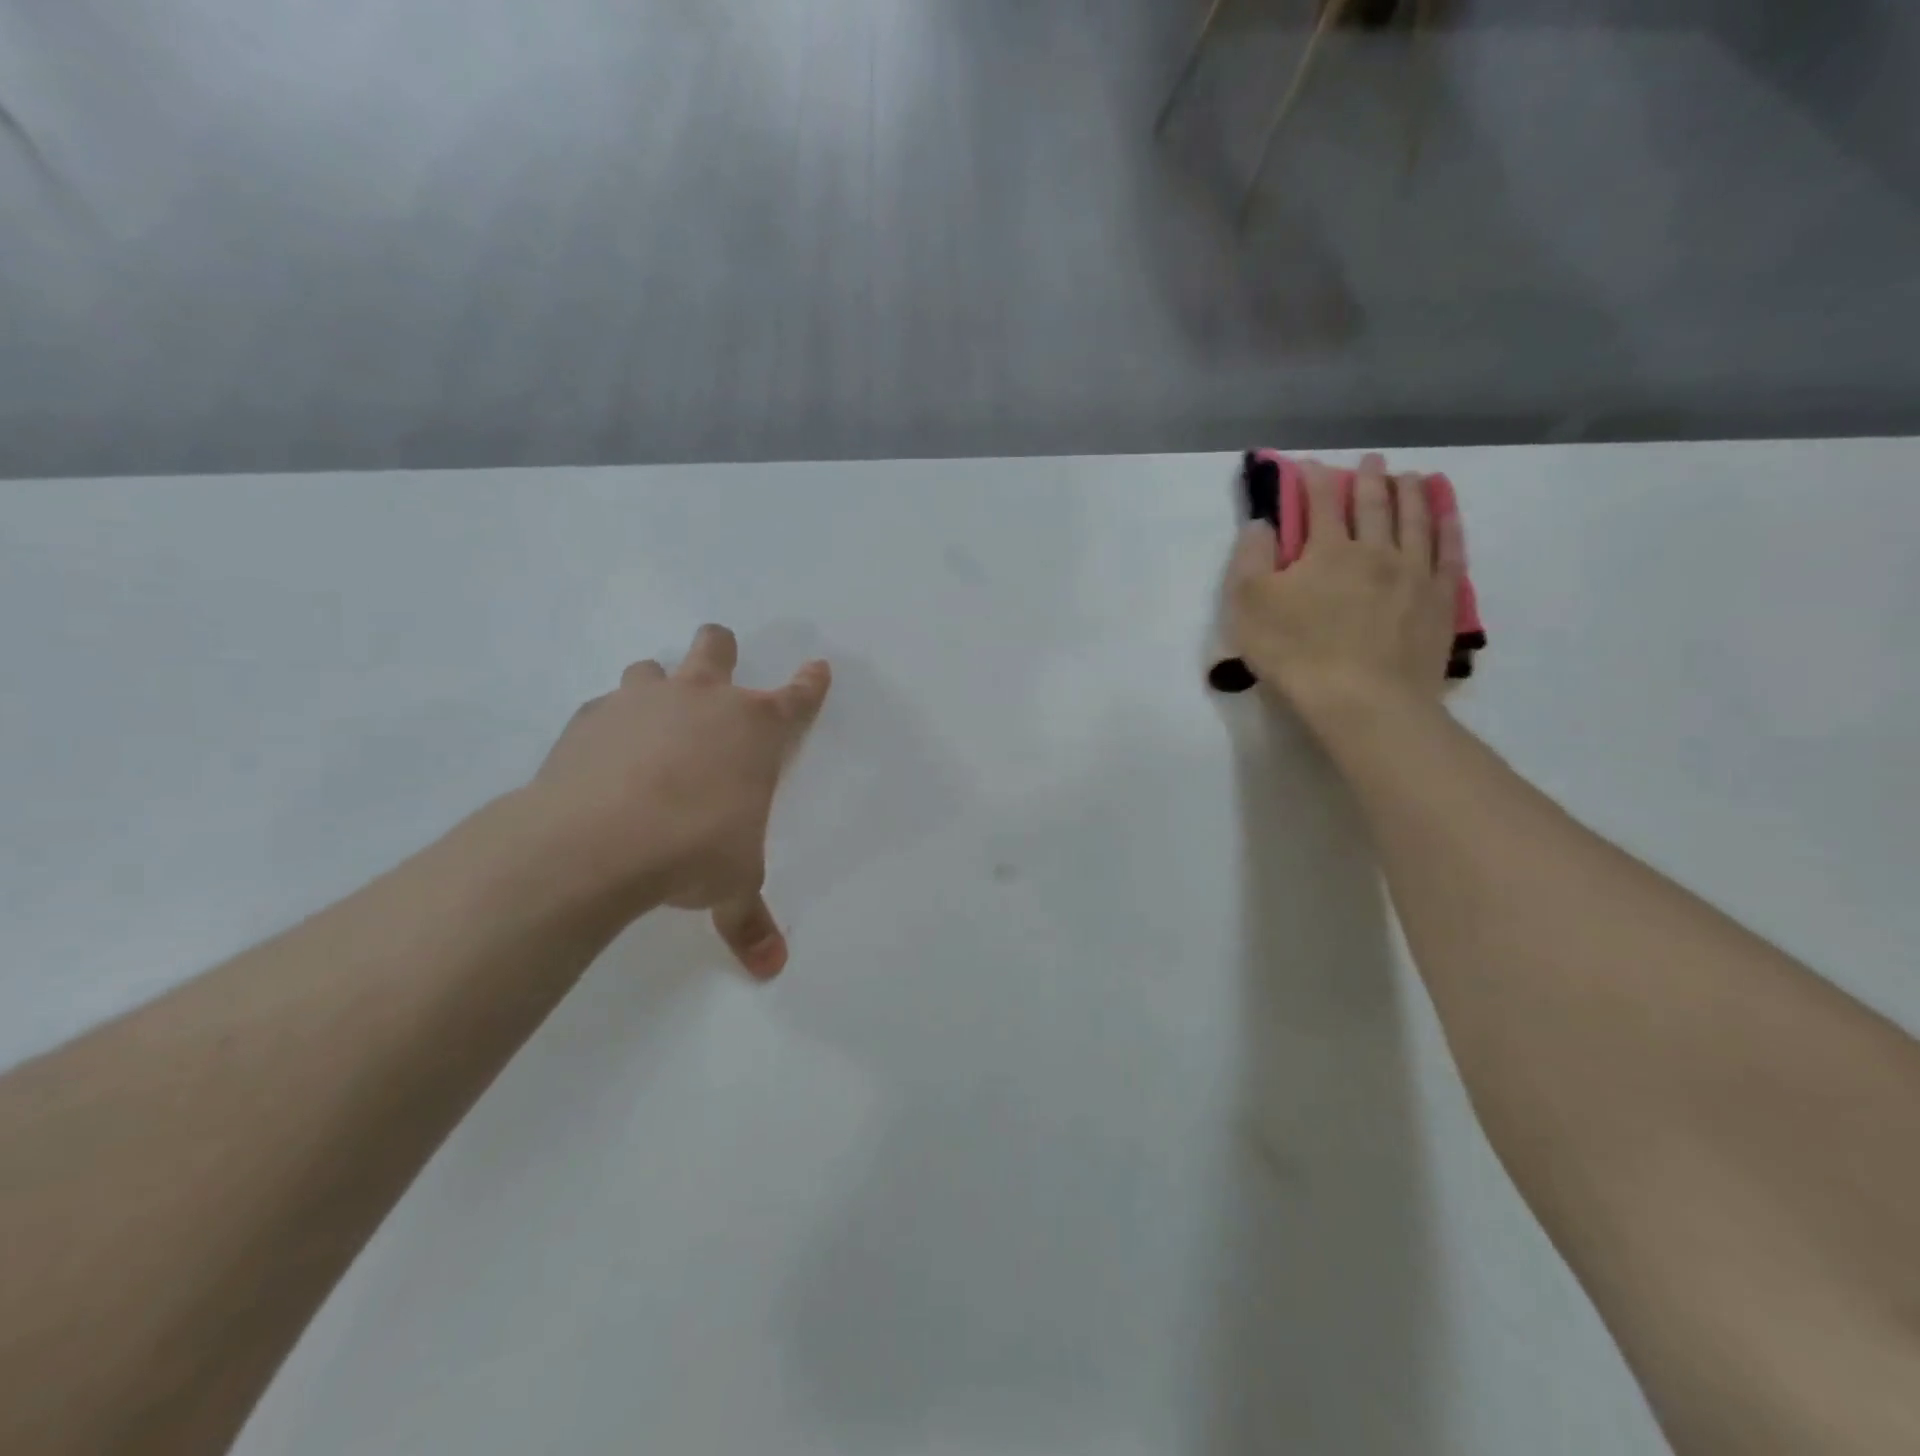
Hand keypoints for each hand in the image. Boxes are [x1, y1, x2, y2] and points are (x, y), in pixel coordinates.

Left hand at [531, 625, 830, 978]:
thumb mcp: (733, 885)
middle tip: (718, 670)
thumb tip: (771, 969)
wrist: (598, 840)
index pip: (799, 698)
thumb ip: (750, 920)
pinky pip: (606, 706)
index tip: (818, 669)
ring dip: (659, 686)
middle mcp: (704, 700)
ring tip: (652, 722)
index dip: (812, 683)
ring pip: (653, 667)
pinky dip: (611, 724)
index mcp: (756, 730)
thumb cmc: (693, 850)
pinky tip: (603, 758)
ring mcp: (645, 701)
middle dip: (721, 650)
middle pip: (717, 646)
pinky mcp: (592, 717)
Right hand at [1227, 453, 1463, 732]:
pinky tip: (1448, 515)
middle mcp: (1375, 550)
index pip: (1320, 503)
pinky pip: (1449, 552)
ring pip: (1415, 521)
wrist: (1363, 700)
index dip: (1313, 480)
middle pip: (1373, 505)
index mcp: (1327, 550)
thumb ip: (1250, 559)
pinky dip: (1448, 526)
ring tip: (1411, 477)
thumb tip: (1261, 523)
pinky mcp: (1439, 600)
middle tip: (1371, 460)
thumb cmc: (1296, 653)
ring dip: (1411, 494)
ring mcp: (1414, 574)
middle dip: (1369, 479)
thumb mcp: (1249, 606)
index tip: (1310, 464)